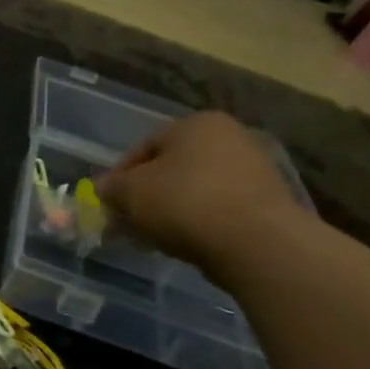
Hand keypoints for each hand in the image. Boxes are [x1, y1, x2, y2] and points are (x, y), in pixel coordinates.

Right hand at [97, 112, 305, 274]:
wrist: (257, 242)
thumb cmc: (185, 203)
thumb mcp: (131, 193)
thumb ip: (111, 188)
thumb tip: (102, 189)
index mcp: (196, 123)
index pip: (143, 147)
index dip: (119, 178)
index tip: (107, 205)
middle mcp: (229, 137)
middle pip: (171, 169)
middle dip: (145, 197)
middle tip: (128, 224)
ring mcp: (253, 169)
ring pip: (194, 190)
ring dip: (170, 211)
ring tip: (154, 238)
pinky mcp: (267, 202)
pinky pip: (218, 208)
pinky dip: (198, 222)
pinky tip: (186, 244)